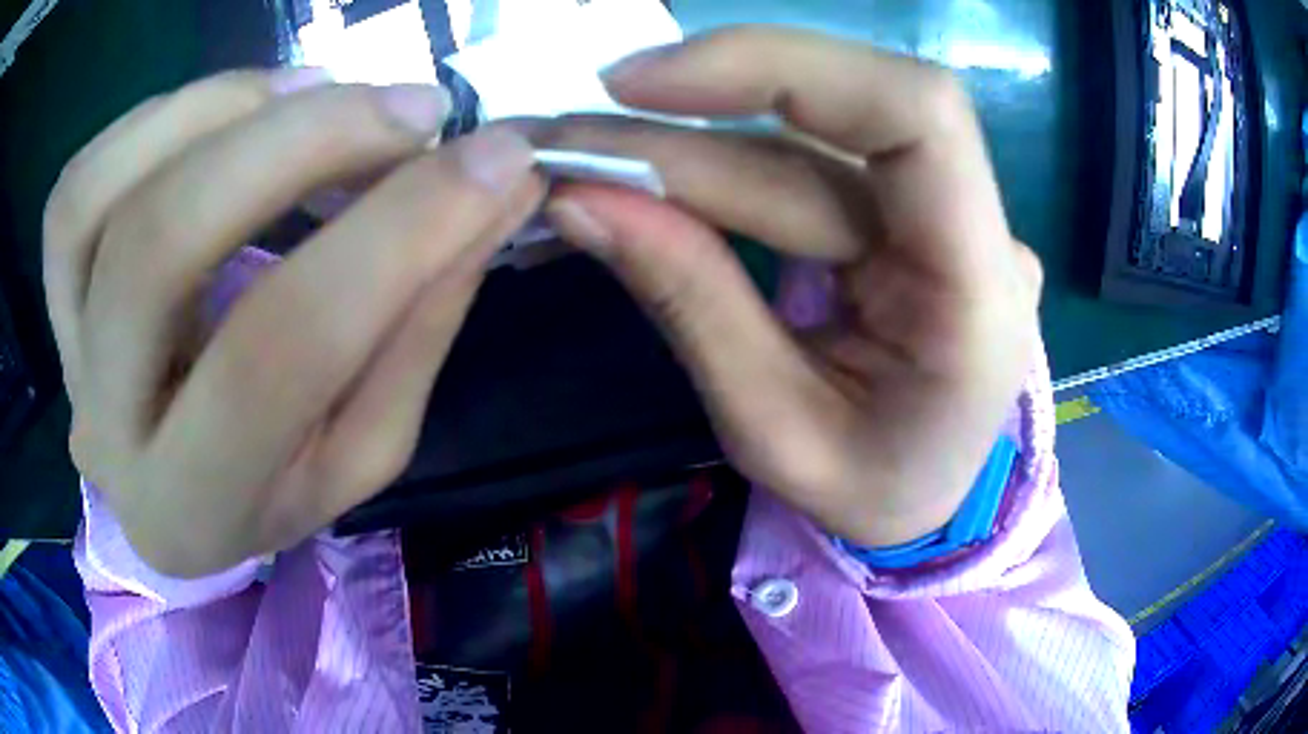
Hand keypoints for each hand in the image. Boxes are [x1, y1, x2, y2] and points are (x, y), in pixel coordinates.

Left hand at [44, 69, 545, 576]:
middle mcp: (106, 434)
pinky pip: (79, 183)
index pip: (281, 350)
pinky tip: (232, 111)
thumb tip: (496, 193)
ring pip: (99, 198)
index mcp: (197, 507)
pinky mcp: (54, 295)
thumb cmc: (276, 482)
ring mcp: (66, 356)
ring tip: (320, 92)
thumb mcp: (363, 445)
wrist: (181, 486)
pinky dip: (159, 117)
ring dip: (222, 109)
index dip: (395, 231)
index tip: (497, 159)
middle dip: (297, 142)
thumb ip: (419, 323)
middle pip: (160, 245)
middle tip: (409, 109)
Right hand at [540, 28, 1042, 547]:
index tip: (646, 85)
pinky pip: (803, 160)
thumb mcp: (774, 431)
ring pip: (806, 139)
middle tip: (571, 138)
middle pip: (834, 124)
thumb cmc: (868, 493)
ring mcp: (942, 213)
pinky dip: (715, 161)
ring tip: (585, 154)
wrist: (924, 500)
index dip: (783, 68)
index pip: (916, 116)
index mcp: (978, 293)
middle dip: (690, 127)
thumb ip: (692, 302)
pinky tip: (644, 168)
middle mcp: (977, 229)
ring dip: (686, 142)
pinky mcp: (902, 210)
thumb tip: (580, 200)